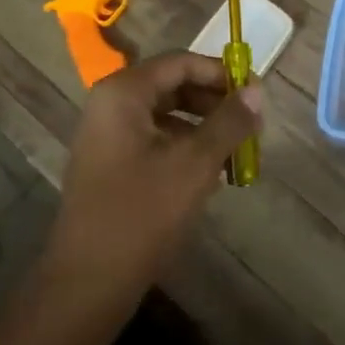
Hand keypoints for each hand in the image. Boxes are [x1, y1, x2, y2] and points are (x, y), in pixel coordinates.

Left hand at [46, 51, 262, 301]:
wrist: (88, 281)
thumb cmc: (142, 213)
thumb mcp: (195, 164)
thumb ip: (229, 121)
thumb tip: (256, 90)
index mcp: (123, 92)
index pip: (181, 62)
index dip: (221, 73)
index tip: (257, 93)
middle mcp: (110, 103)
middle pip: (172, 85)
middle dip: (214, 102)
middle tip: (250, 123)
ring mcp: (106, 134)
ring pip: (166, 114)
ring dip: (203, 127)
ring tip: (236, 151)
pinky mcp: (110, 162)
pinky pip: (154, 139)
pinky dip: (184, 147)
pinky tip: (211, 173)